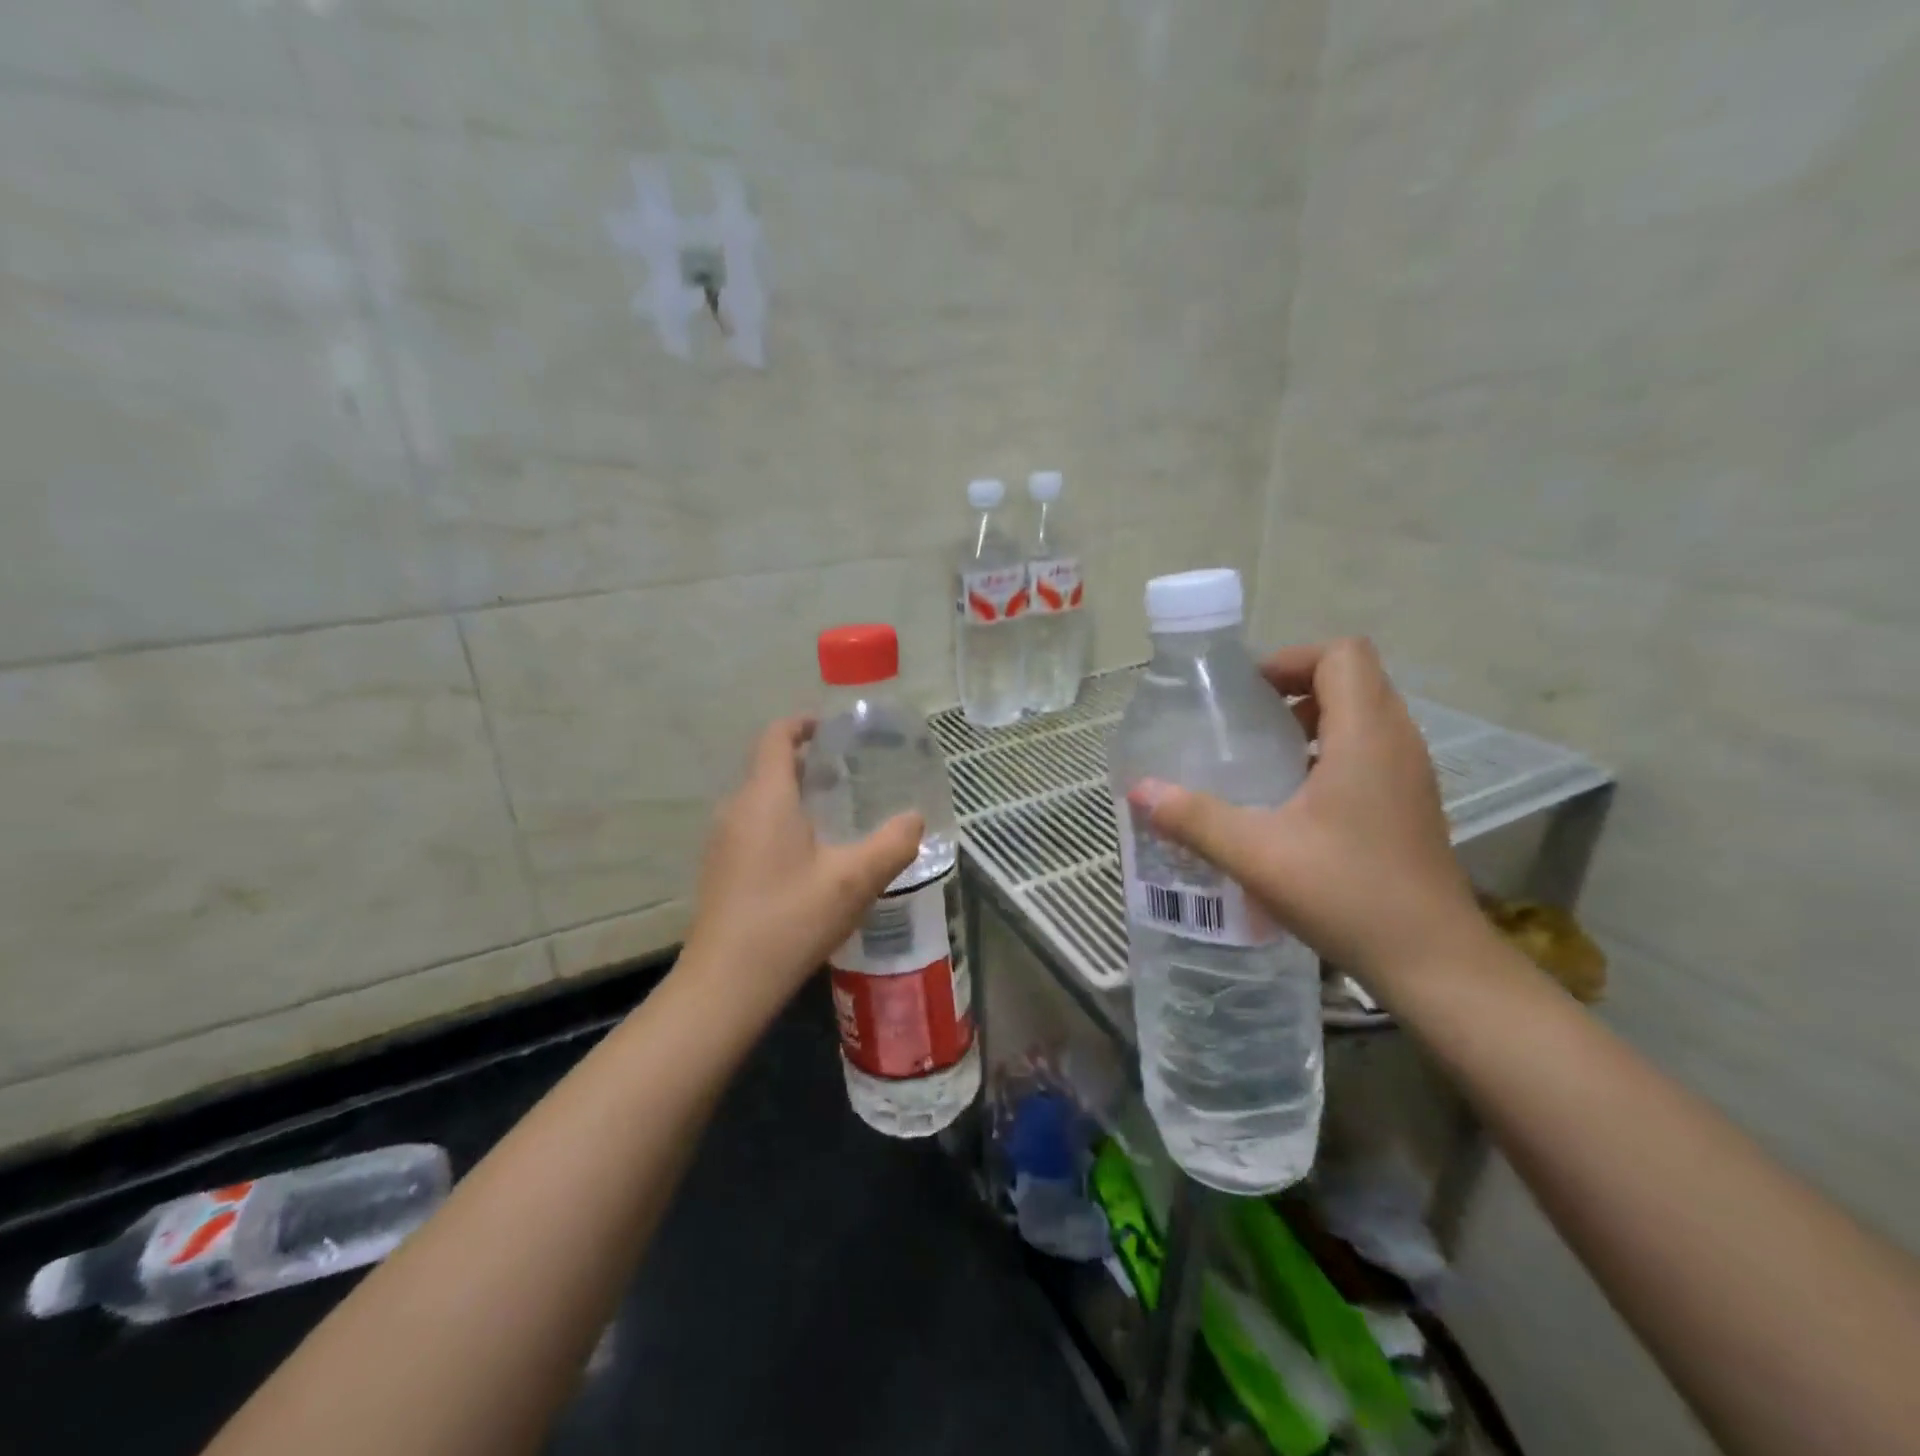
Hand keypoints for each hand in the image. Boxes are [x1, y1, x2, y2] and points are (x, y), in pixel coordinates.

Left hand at [683, 716, 923, 1014]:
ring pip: (760, 799)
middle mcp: (737, 809)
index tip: (833, 729)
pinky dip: (781, 822)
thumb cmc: (791, 919)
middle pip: (769, 767)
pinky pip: (752, 826)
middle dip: (807, 762)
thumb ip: (892, 844)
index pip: (776, 737)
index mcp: (766, 798)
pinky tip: (810, 857)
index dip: (802, 724)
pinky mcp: (720, 869)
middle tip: (850, 774)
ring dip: (795, 795)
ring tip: (836, 813)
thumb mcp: (854, 880)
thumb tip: (916, 819)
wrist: (727, 983)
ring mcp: (722, 841)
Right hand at [1131, 638, 1482, 987]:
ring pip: (1364, 715)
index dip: (1291, 659)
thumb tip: (1139, 791)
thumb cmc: (1346, 893)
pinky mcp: (1411, 804)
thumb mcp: (1255, 853)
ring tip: (1263, 757)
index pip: (1342, 654)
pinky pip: (1370, 750)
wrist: (1432, 961)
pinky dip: (1330, 752)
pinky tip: (1292, 801)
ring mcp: (1410, 774)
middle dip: (1295, 687)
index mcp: (1366, 736)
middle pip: (1353, 679)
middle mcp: (1397, 742)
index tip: (1246, 693)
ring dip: (1313, 720)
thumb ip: (1193, 817)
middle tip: (1245, 721)